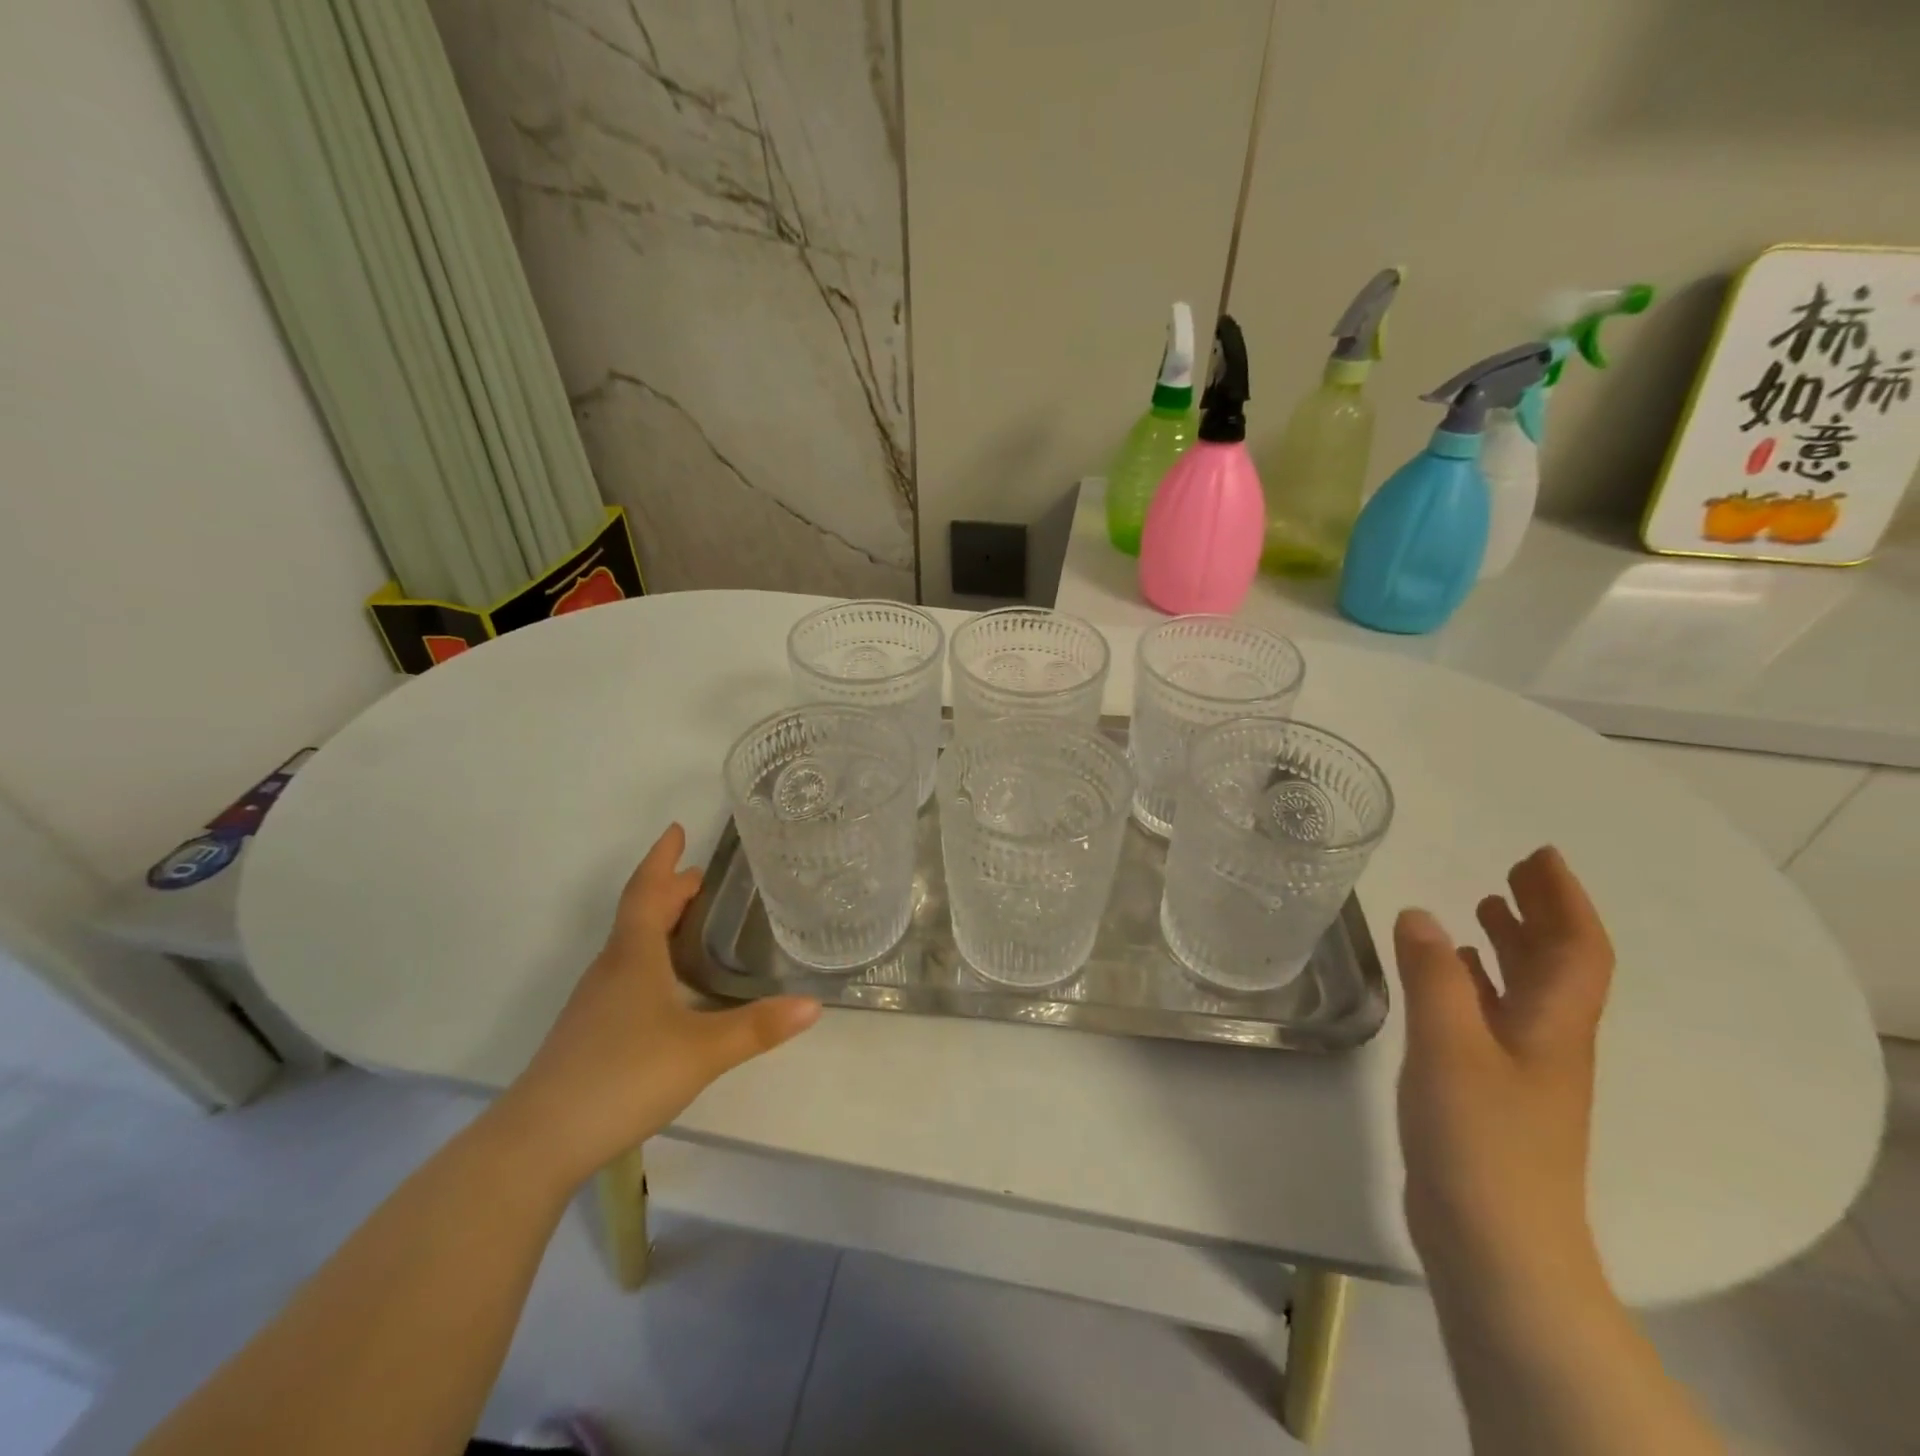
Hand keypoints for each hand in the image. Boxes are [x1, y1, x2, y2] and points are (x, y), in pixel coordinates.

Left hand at [492, 824, 820, 1187]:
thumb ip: (757, 1027)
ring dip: (659, 921)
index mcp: (633, 956)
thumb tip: (813, 1005)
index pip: (648, 891)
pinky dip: (651, 955)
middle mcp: (611, 968)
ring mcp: (596, 1000)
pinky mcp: (590, 1029)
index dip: (662, 859)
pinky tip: (669, 984)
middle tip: (700, 877)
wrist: (539, 1140)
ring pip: (631, 944)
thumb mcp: (702, 1051)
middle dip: (669, 889)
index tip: (677, 830)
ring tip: (691, 921)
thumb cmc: (622, 1076)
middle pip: (640, 913)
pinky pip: (626, 971)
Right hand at [1394, 846, 1613, 1293]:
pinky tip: (1453, 975)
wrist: (1495, 1241)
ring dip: (1513, 944)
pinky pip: (1494, 1015)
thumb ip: (1434, 978)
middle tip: (1512, 870)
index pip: (1577, 950)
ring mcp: (1522, 1069)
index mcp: (1553, 1027)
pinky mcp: (1492, 1090)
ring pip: (1527, 991)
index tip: (1539, 856)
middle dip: (1542, 913)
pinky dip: (1479, 983)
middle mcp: (1549, 1042)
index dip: (1564, 900)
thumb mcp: (1450, 1047)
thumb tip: (1421, 915)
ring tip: (1482, 907)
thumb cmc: (1480, 1138)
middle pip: (1559, 966)